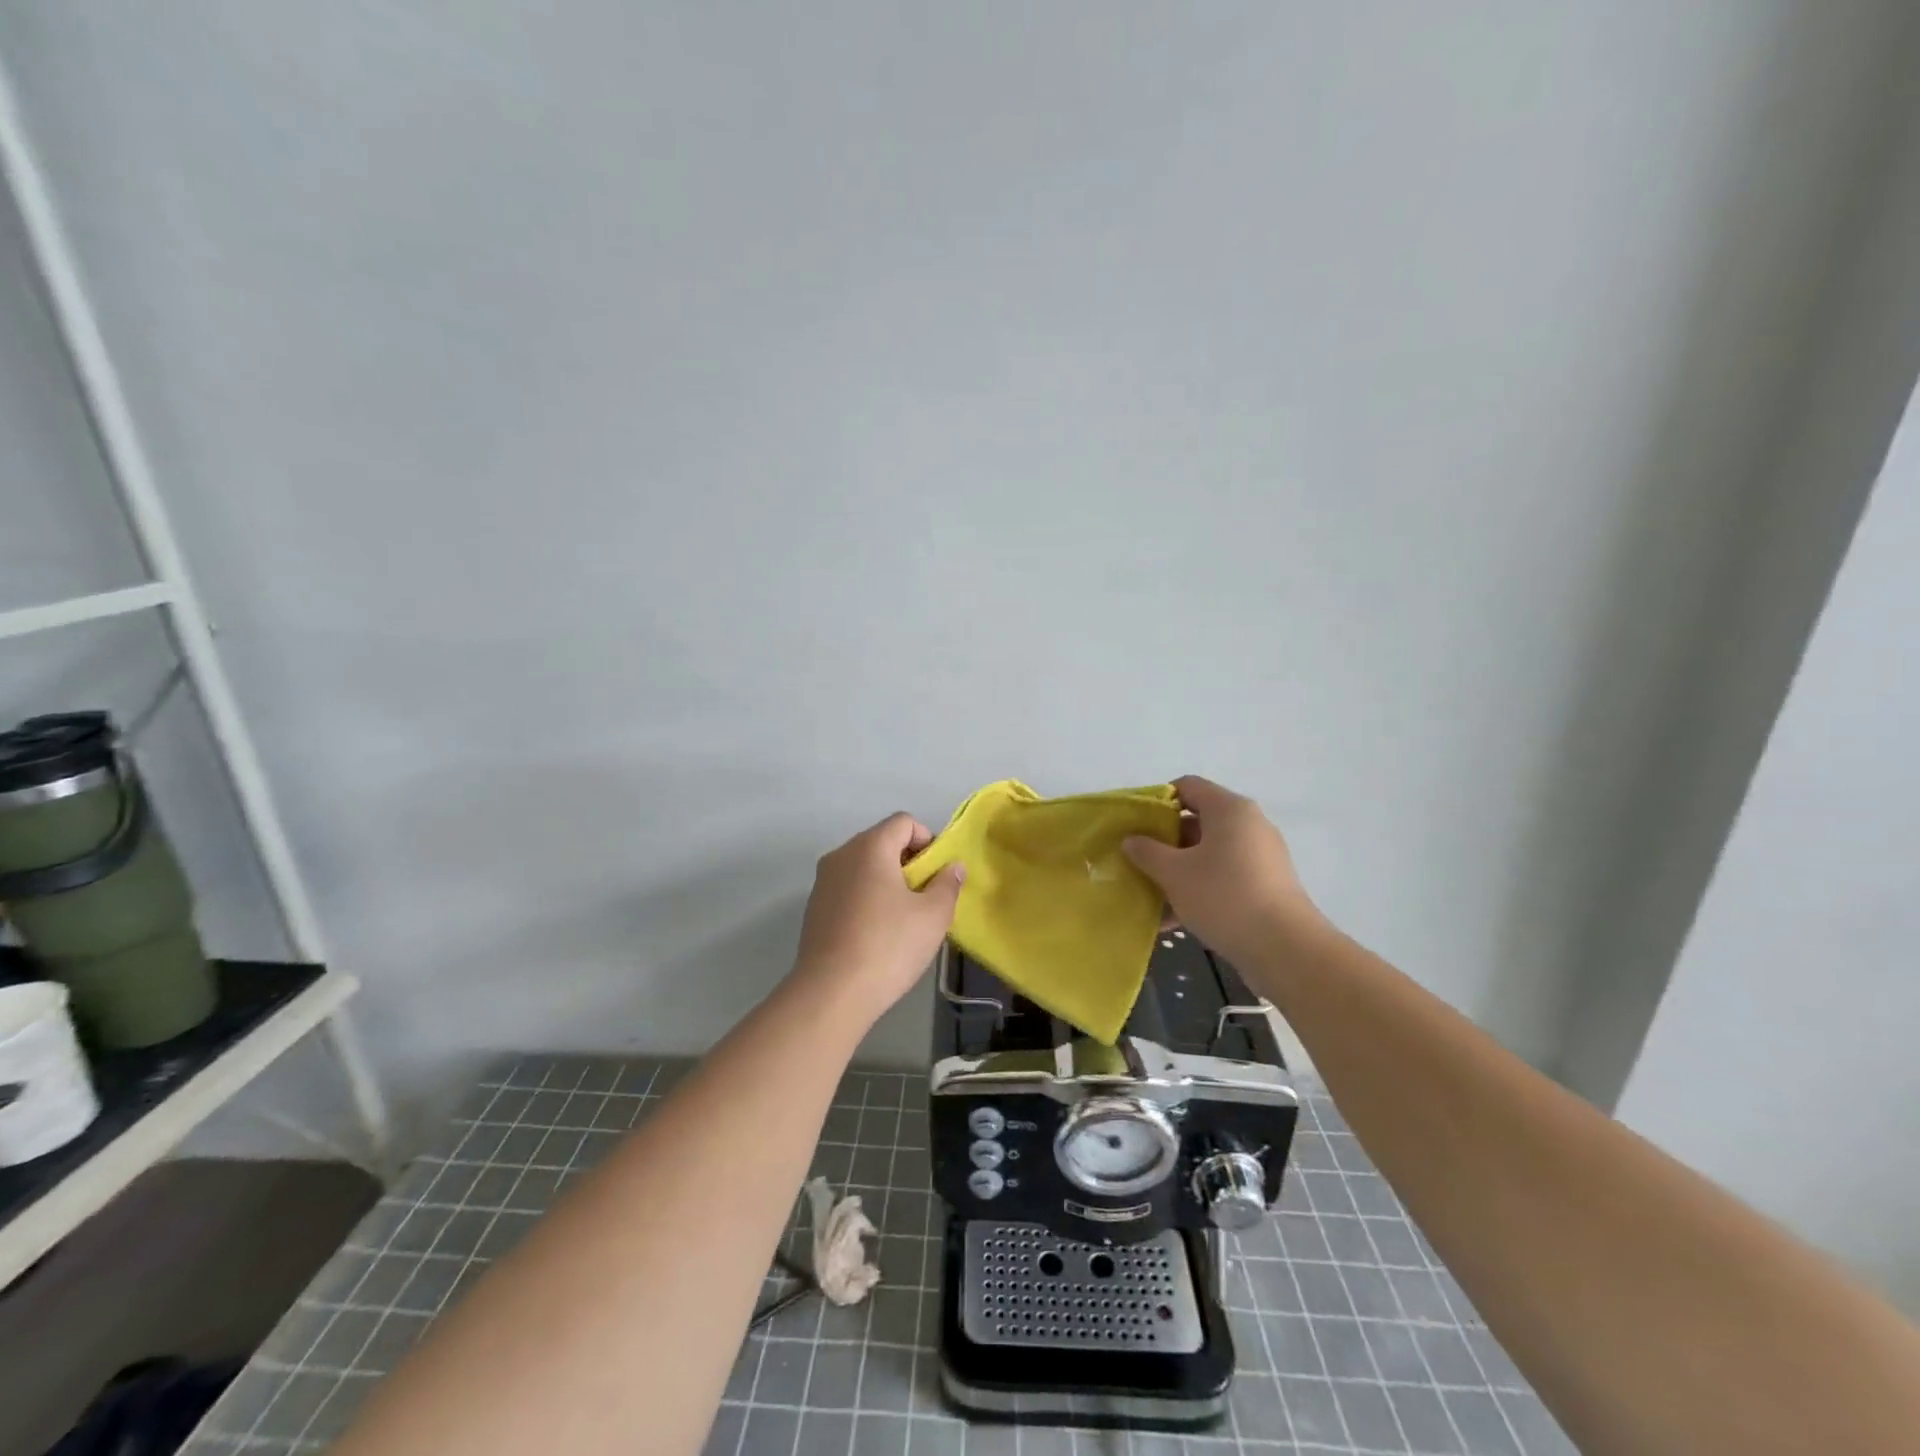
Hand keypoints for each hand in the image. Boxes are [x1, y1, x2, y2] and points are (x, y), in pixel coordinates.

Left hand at [791, 812, 965, 1021]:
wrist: (830, 993)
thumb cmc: (888, 946)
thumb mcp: (933, 916)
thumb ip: (948, 884)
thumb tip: (953, 867)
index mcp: (870, 846)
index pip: (904, 822)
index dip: (928, 840)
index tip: (938, 874)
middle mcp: (841, 855)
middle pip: (882, 841)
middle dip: (908, 862)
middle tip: (925, 897)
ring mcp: (822, 881)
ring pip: (864, 866)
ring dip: (887, 881)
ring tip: (903, 918)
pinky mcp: (814, 908)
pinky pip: (848, 889)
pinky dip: (866, 899)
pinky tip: (876, 934)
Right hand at [1123, 775, 1324, 963]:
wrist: (1284, 948)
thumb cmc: (1223, 896)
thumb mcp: (1174, 873)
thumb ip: (1147, 852)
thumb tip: (1131, 840)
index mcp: (1229, 809)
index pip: (1187, 786)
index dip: (1157, 800)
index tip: (1135, 825)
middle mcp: (1248, 824)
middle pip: (1197, 820)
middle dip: (1164, 841)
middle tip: (1139, 860)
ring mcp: (1260, 855)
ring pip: (1208, 852)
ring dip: (1179, 869)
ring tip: (1151, 893)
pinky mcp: (1265, 884)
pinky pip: (1223, 876)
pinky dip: (1199, 888)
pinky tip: (1173, 919)